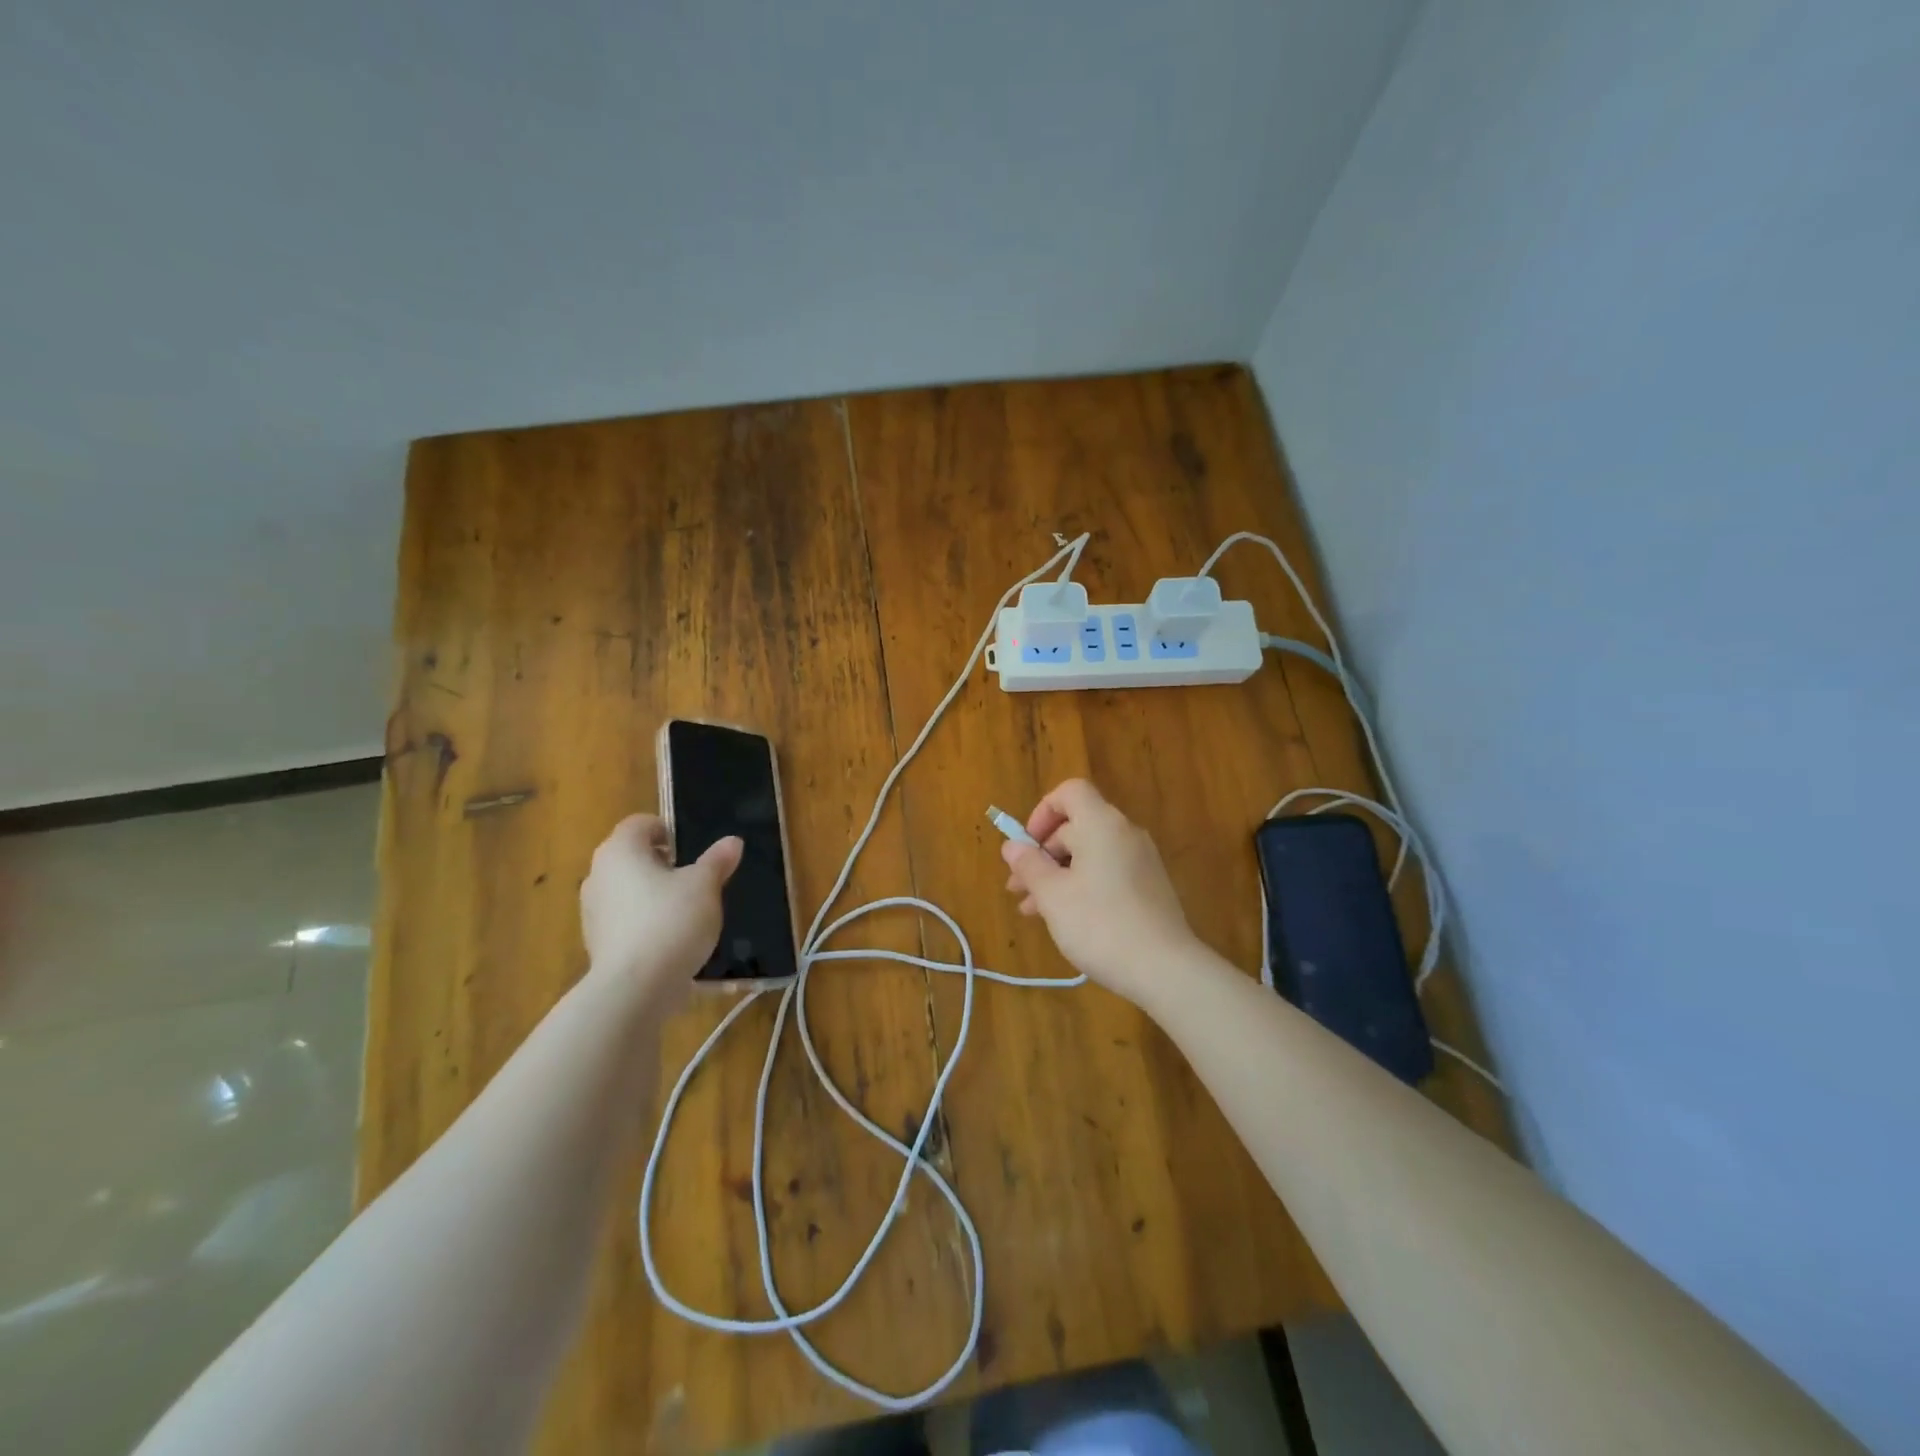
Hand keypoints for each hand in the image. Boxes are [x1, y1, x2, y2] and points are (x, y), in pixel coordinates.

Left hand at [581, 814, 741, 1000]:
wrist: (636, 988)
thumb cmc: (671, 920)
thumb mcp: (705, 886)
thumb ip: (717, 861)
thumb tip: (732, 842)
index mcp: (620, 850)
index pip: (641, 823)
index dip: (668, 830)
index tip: (693, 850)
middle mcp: (598, 875)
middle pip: (633, 857)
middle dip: (663, 865)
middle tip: (695, 880)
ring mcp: (593, 911)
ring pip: (628, 891)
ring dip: (654, 895)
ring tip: (687, 913)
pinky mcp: (596, 943)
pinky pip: (626, 922)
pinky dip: (646, 924)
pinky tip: (672, 941)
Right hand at [1001, 779, 1199, 1005]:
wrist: (1165, 969)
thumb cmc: (1099, 924)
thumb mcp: (1053, 895)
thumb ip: (1029, 865)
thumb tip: (1012, 846)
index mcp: (1102, 824)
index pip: (1070, 792)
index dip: (1042, 811)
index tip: (1026, 845)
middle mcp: (1125, 833)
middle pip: (1076, 826)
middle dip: (1042, 854)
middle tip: (1017, 888)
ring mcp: (1141, 861)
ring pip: (1089, 854)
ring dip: (1057, 874)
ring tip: (1032, 910)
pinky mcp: (1149, 887)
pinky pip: (1107, 872)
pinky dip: (1081, 885)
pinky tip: (1064, 918)